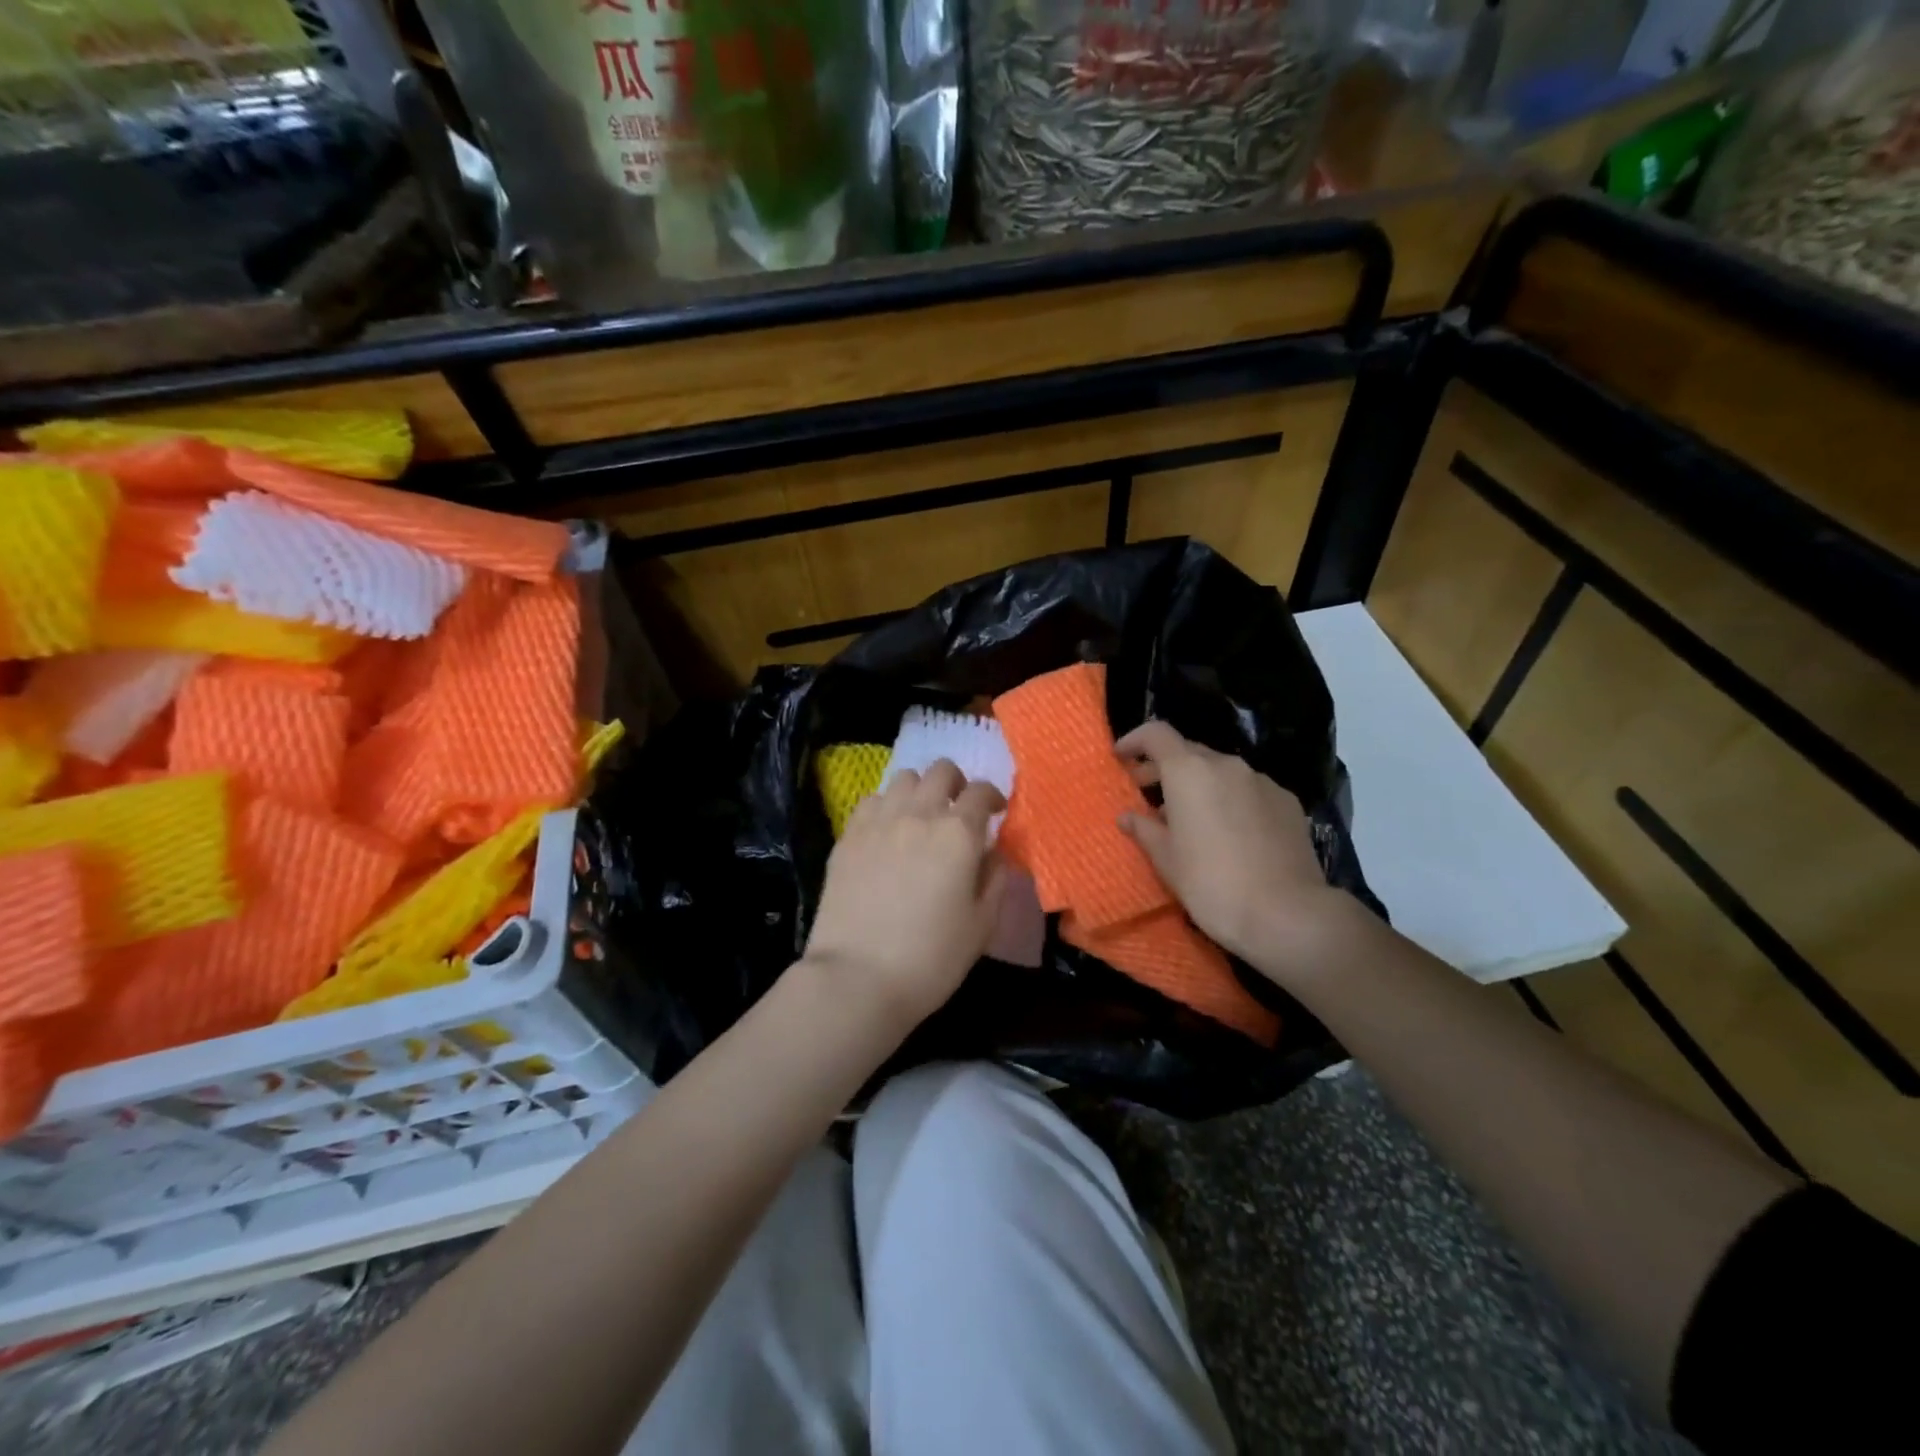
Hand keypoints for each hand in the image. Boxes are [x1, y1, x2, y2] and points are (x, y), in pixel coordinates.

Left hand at [803, 759, 1007, 1032]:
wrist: (857, 978)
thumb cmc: (931, 958)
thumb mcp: (981, 925)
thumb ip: (994, 879)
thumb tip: (993, 853)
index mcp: (958, 833)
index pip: (981, 792)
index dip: (993, 797)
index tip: (995, 812)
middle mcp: (919, 814)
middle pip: (941, 770)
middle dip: (956, 783)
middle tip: (958, 810)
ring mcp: (878, 821)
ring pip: (903, 778)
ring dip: (919, 790)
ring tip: (921, 817)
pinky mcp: (848, 835)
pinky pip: (871, 800)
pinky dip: (886, 806)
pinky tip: (887, 831)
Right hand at [1114, 720, 1363, 983]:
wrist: (1287, 914)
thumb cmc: (1211, 884)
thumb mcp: (1167, 860)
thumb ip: (1145, 830)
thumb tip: (1128, 817)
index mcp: (1189, 772)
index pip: (1157, 734)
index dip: (1135, 740)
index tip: (1122, 757)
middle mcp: (1226, 765)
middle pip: (1189, 752)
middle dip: (1165, 767)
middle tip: (1147, 792)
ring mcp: (1262, 781)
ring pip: (1221, 771)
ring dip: (1200, 784)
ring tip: (1190, 817)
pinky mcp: (1287, 802)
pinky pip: (1249, 789)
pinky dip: (1231, 799)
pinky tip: (1230, 831)